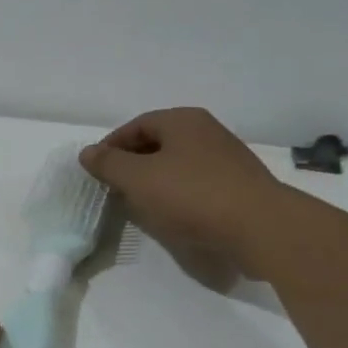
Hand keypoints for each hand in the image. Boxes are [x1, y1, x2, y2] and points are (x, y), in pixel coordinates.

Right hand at [80, 107, 289, 283]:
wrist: (260, 227)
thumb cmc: (192, 195)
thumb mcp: (137, 178)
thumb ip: (108, 164)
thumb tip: (87, 152)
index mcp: (183, 120)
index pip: (136, 125)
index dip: (111, 146)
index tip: (96, 170)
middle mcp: (207, 132)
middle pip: (158, 143)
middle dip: (133, 163)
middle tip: (114, 187)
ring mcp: (227, 159)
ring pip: (178, 164)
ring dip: (155, 180)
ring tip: (139, 203)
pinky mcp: (239, 186)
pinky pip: (197, 184)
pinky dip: (178, 195)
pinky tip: (171, 215)